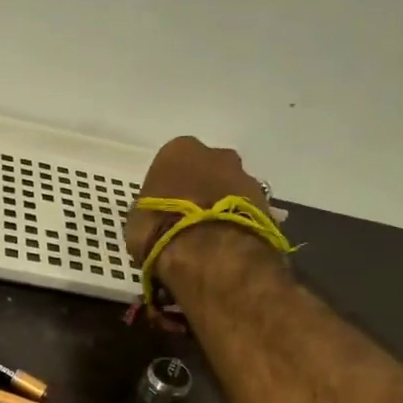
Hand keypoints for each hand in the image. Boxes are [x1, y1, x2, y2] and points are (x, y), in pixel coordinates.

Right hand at [124, 136, 268, 266]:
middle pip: (207, 170)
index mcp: (179, 150)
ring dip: (222, 206)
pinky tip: (226, 246)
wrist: (210, 252)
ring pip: (230, 189)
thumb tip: (154, 218)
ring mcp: (246, 178)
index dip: (167, 188)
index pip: (171, 163)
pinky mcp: (266, 204)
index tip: (163, 209)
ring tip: (210, 238)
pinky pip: (247, 211)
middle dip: (201, 190)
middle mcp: (216, 155)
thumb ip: (148, 211)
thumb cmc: (161, 229)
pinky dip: (238, 224)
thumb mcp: (136, 221)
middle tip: (189, 221)